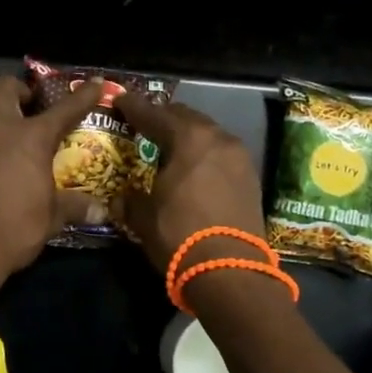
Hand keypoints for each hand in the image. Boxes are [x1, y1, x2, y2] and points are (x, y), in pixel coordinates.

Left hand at [0, 73, 104, 292]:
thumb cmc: (13, 227)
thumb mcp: (51, 218)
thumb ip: (74, 207)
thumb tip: (100, 212)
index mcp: (30, 136)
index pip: (64, 108)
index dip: (82, 95)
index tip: (94, 84)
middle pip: (5, 88)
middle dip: (20, 91)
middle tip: (33, 107)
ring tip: (13, 133)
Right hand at [112, 91, 266, 274]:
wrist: (231, 271)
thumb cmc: (180, 235)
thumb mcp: (144, 217)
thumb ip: (129, 200)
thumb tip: (120, 199)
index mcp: (189, 138)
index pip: (155, 115)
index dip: (134, 108)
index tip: (120, 101)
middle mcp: (219, 139)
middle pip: (186, 118)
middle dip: (164, 118)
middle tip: (145, 124)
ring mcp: (240, 158)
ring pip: (208, 135)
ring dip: (188, 137)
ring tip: (170, 148)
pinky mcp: (251, 179)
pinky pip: (222, 156)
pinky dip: (205, 156)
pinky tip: (193, 170)